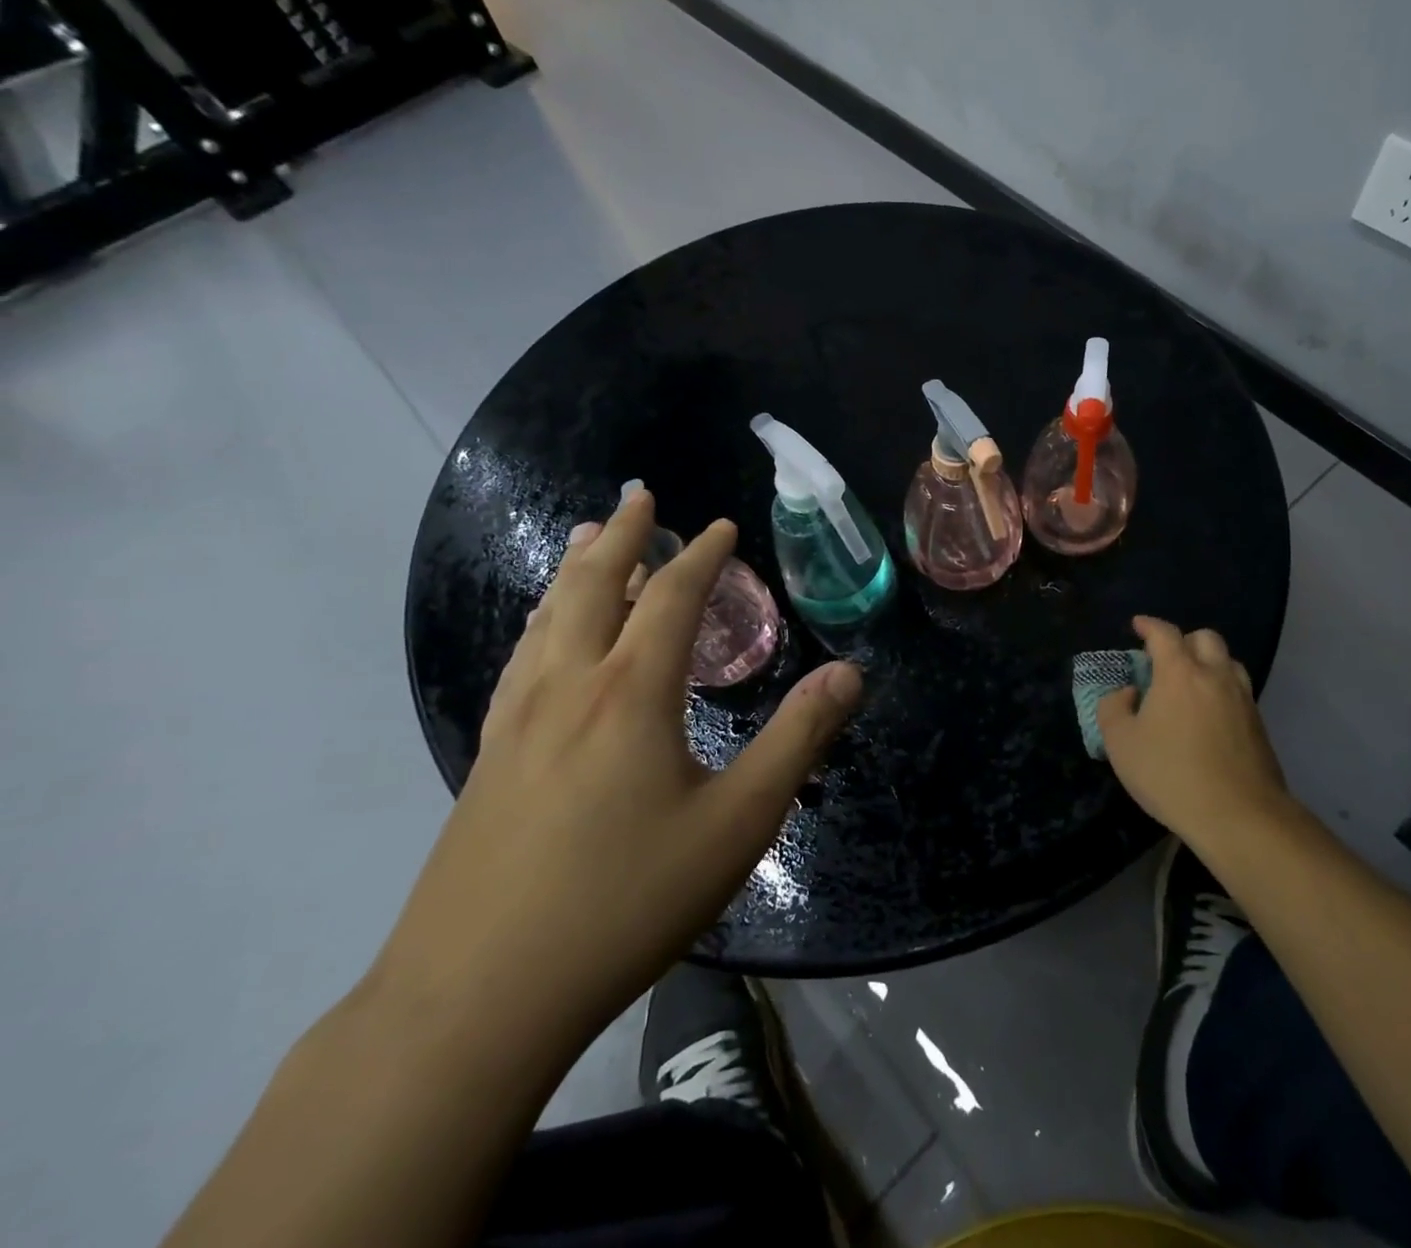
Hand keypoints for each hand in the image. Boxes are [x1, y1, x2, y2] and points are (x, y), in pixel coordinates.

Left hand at [369, 487, 861, 1058]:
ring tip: (587, 537)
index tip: (721, 526)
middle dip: (623, 535)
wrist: (477, 999)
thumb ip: (798, 739)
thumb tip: (850, 673)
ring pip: (548, 617)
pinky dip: (542, 621)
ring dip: (575, 569)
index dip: (702, 555)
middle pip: (595, 586)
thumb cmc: (625, 901)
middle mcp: (569, 687)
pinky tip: (542, 633)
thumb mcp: (738, 823)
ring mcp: (518, 722)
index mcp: (632, 692)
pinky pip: (521, 659)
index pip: (673, 597)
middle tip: (638, 495)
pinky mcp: (490, 759)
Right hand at [1096, 615, 1289, 848]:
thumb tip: (1127, 693)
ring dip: (1208, 663)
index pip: (1164, 633)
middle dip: (1184, 640)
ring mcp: (1243, 699)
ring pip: (1228, 662)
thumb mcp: (1121, 743)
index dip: (1148, 625)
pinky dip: (1221, 690)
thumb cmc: (1170, 774)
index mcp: (1180, 672)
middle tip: (1165, 659)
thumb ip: (1113, 708)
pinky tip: (1208, 716)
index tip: (1137, 625)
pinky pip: (1239, 691)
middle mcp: (1215, 676)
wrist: (1238, 815)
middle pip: (1205, 638)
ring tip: (1190, 684)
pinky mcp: (1259, 725)